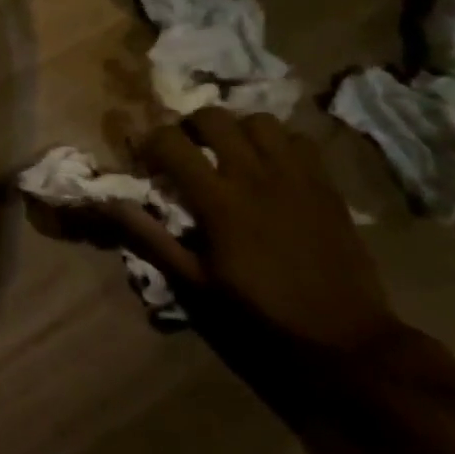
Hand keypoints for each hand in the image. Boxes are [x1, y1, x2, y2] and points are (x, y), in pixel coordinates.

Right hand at [103, 109, 402, 356]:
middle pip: (214, 117)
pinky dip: (278, 143)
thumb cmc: (260, 312)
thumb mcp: (197, 282)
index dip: (150, 141)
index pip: (171, 142)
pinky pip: (298, 140)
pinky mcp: (326, 183)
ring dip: (237, 129)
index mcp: (219, 200)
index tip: (145, 158)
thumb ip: (153, 238)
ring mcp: (295, 175)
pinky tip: (272, 166)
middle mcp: (255, 175)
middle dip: (190, 126)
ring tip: (231, 152)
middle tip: (186, 149)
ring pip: (259, 121)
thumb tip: (111, 206)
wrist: (343, 336)